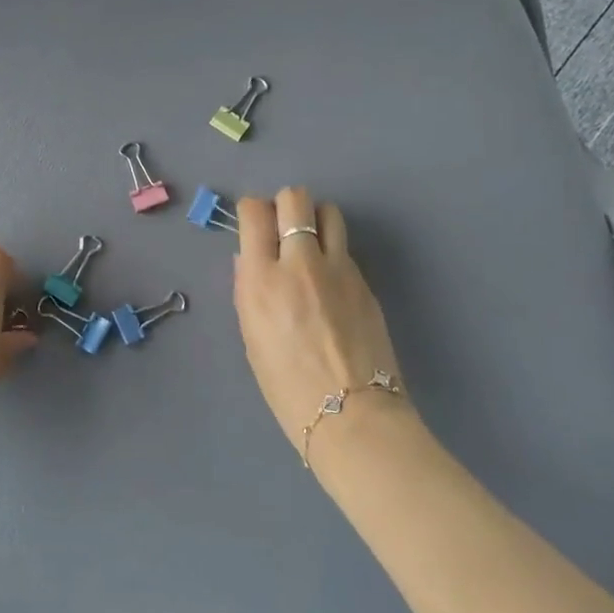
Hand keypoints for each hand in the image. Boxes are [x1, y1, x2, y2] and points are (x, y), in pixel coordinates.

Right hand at [233, 188, 408, 467]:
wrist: (351, 414)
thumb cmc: (286, 386)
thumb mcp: (251, 336)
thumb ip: (249, 289)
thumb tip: (250, 260)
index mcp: (261, 278)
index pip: (255, 212)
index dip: (252, 211)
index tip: (254, 226)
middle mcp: (299, 262)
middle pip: (295, 198)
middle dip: (285, 206)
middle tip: (284, 229)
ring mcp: (338, 268)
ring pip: (329, 212)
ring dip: (316, 220)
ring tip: (312, 245)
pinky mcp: (364, 281)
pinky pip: (345, 248)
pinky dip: (334, 253)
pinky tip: (331, 282)